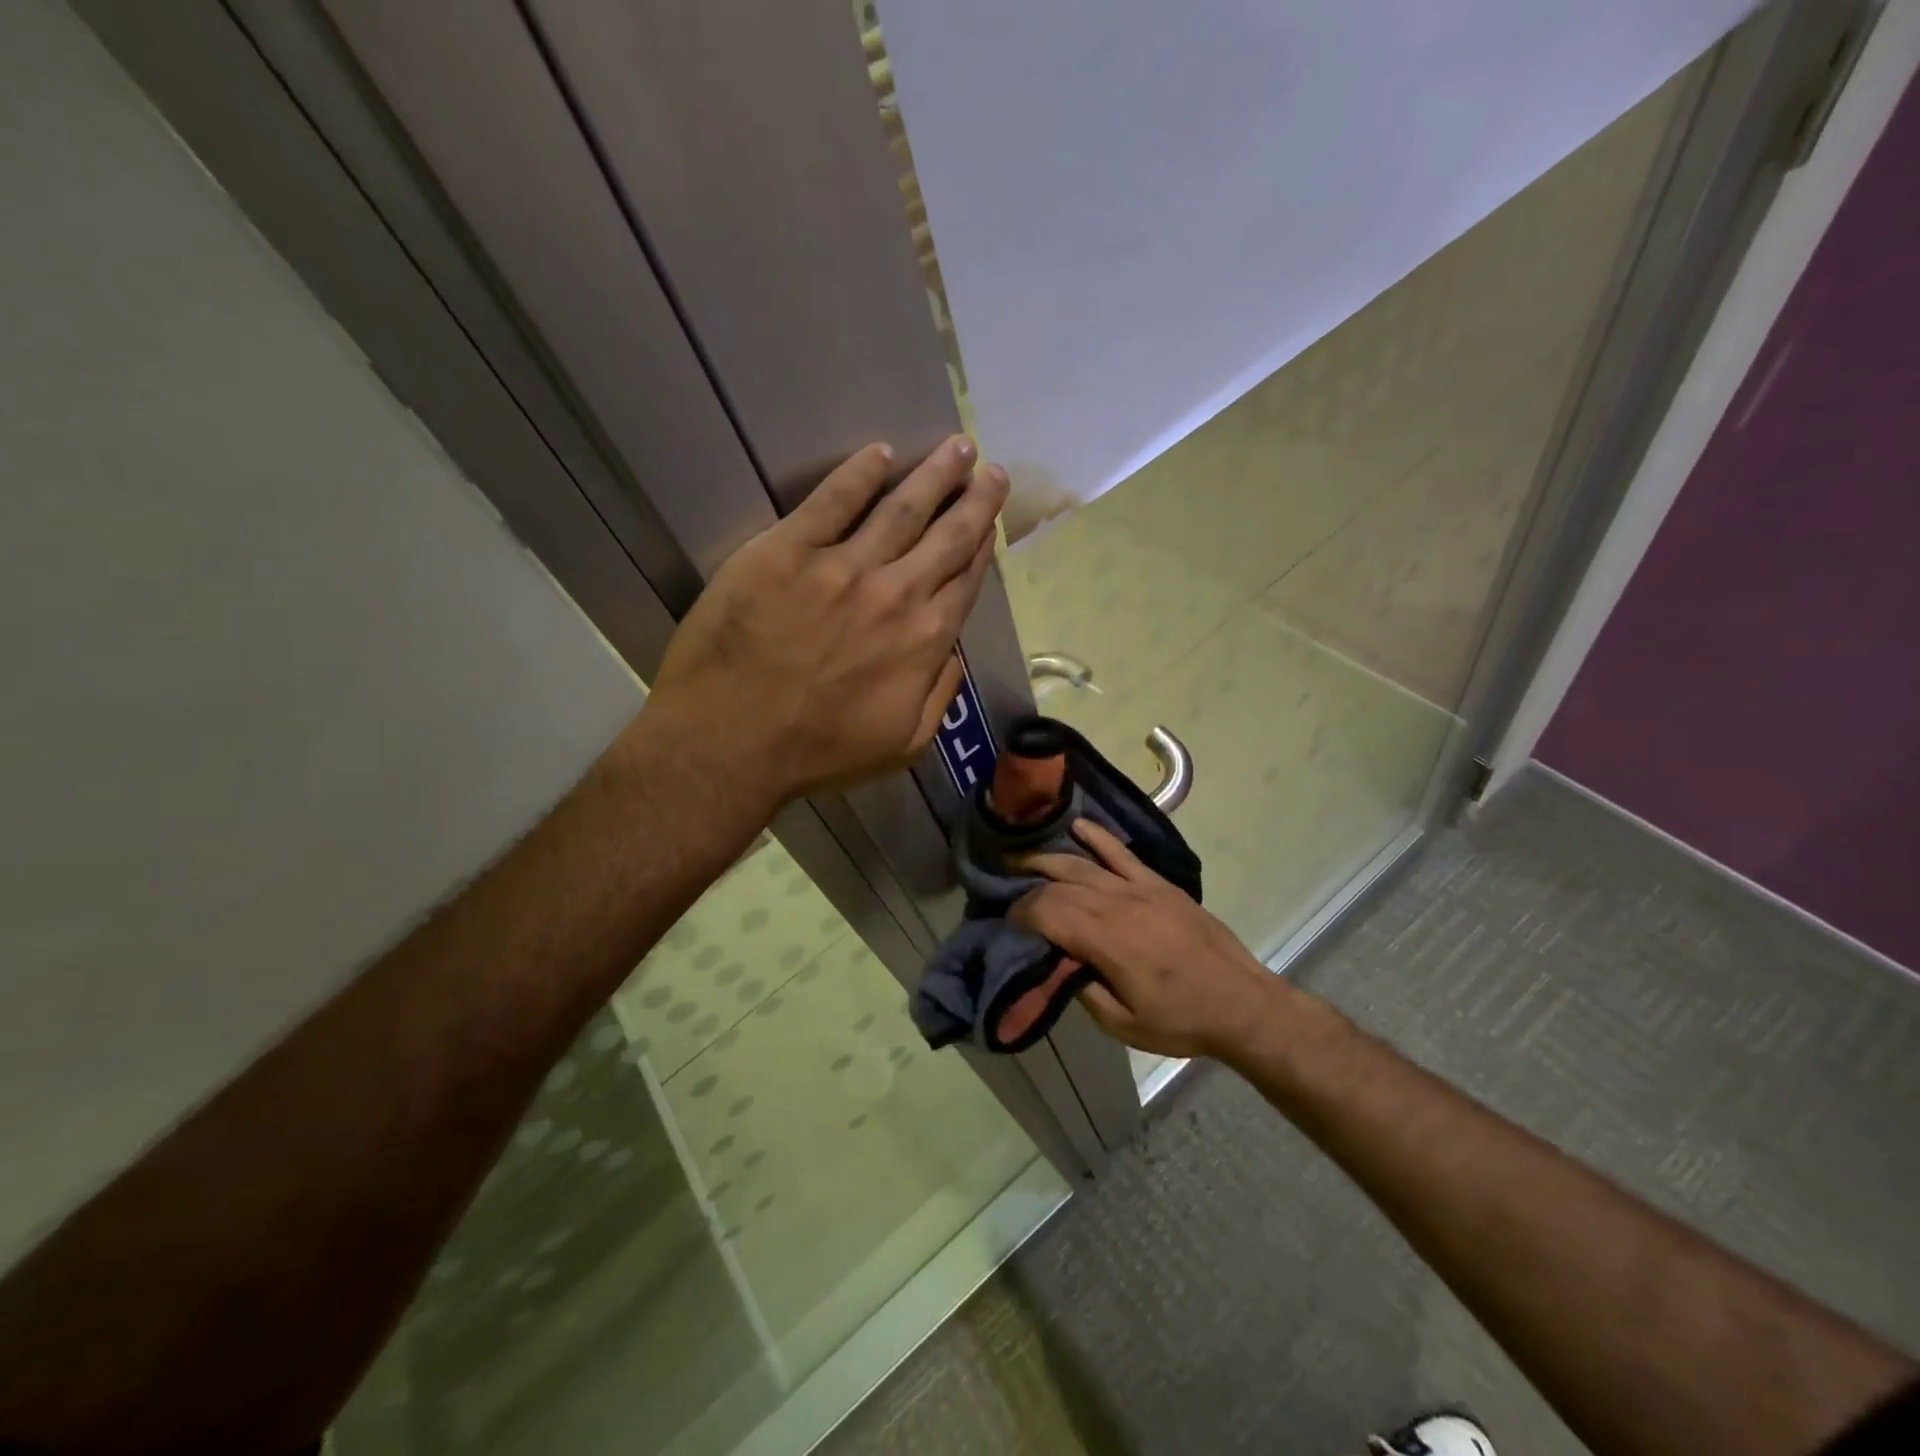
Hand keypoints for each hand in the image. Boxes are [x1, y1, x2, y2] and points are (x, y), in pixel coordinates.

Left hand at [647, 436, 1008, 806]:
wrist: (731, 743)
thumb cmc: (818, 753)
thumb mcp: (903, 745)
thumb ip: (939, 696)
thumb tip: (952, 654)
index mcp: (925, 640)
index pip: (965, 579)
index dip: (983, 545)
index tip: (991, 519)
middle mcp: (896, 593)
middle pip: (948, 535)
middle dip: (975, 498)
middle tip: (988, 467)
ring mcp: (843, 566)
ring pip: (902, 508)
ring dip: (934, 474)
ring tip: (955, 446)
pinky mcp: (788, 550)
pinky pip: (833, 500)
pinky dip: (860, 473)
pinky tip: (880, 453)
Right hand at [1012, 820, 1281, 1060]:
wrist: (1241, 1004)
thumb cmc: (1180, 1020)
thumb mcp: (1122, 1024)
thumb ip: (1082, 990)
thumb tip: (1057, 962)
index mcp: (1105, 940)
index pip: (1047, 912)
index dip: (1021, 913)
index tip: (1007, 922)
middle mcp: (1117, 904)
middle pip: (1059, 883)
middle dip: (1028, 887)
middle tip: (1008, 894)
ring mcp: (1140, 888)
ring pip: (1083, 863)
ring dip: (1049, 858)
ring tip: (1022, 857)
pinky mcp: (1159, 883)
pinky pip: (1121, 853)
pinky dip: (1097, 837)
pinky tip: (1077, 827)